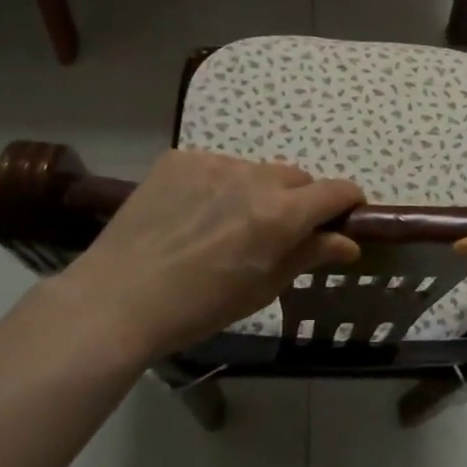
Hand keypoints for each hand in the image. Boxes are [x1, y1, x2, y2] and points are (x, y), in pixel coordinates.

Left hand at [55, 151, 363, 363]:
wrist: (118, 299)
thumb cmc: (199, 306)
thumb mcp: (263, 288)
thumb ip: (309, 255)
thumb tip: (348, 242)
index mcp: (281, 213)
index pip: (336, 190)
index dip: (349, 202)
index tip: (345, 216)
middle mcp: (254, 177)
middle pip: (297, 177)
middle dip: (300, 200)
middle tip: (278, 232)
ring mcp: (214, 163)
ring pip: (255, 171)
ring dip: (256, 192)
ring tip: (225, 225)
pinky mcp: (179, 159)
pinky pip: (215, 167)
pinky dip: (217, 186)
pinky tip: (192, 215)